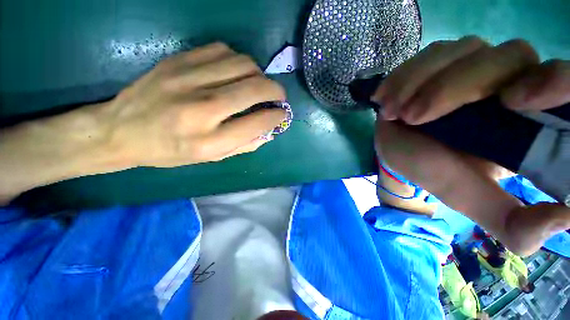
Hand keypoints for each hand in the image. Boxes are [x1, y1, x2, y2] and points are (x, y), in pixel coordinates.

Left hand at [0, 42, 286, 202]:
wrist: (121, 130)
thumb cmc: (170, 151)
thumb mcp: (211, 158)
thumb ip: (244, 145)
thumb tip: (269, 131)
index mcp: (211, 140)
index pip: (258, 121)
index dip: (277, 115)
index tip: (283, 113)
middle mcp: (202, 109)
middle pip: (255, 88)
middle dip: (276, 91)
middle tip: (279, 96)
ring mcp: (187, 80)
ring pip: (243, 64)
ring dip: (259, 74)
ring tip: (257, 84)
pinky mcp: (177, 61)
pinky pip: (222, 50)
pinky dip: (238, 61)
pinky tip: (235, 72)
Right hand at [374, 37, 569, 255]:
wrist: (400, 151)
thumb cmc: (435, 173)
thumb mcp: (473, 201)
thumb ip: (515, 224)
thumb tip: (565, 221)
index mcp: (532, 120)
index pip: (564, 83)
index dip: (554, 82)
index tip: (514, 103)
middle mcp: (513, 80)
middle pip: (508, 57)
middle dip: (456, 87)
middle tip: (412, 118)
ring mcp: (475, 62)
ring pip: (465, 49)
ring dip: (421, 82)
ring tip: (392, 112)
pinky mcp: (443, 59)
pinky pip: (430, 52)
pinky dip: (405, 75)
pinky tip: (387, 97)